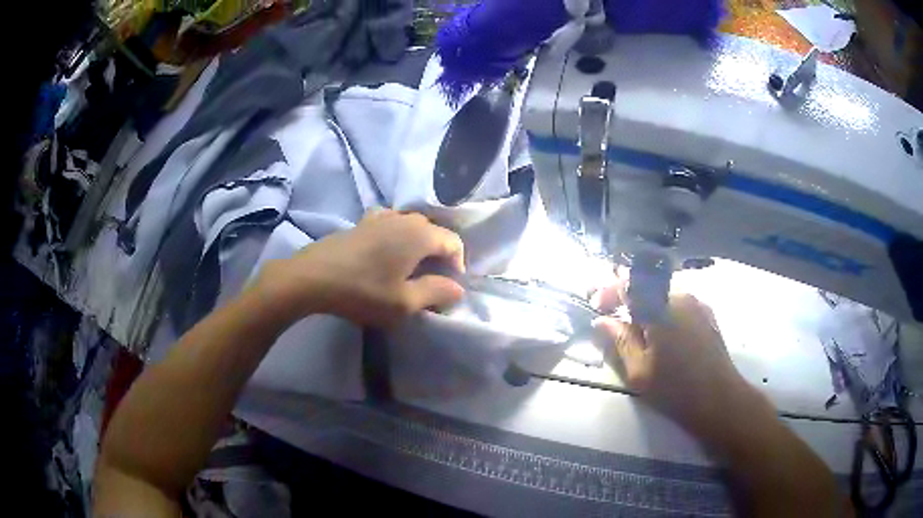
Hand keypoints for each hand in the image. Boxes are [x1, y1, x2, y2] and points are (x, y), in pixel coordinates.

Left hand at [256, 210, 465, 326]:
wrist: (313, 277)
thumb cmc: (363, 291)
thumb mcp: (404, 302)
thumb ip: (436, 293)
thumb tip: (458, 288)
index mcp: (420, 235)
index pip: (453, 242)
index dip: (458, 263)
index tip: (449, 287)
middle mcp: (404, 219)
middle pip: (433, 231)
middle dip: (439, 254)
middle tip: (431, 280)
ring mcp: (380, 217)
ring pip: (411, 225)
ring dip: (418, 244)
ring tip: (410, 266)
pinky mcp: (362, 222)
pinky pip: (390, 222)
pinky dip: (396, 234)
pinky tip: (386, 249)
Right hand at [591, 281, 754, 435]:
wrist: (719, 398)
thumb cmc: (674, 388)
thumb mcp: (638, 370)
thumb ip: (618, 341)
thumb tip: (601, 321)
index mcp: (659, 307)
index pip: (628, 283)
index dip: (609, 290)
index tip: (597, 306)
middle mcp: (679, 296)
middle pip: (646, 286)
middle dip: (627, 299)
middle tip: (614, 320)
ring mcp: (697, 303)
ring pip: (663, 295)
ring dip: (646, 307)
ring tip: (638, 332)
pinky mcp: (707, 314)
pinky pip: (678, 304)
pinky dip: (663, 312)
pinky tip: (662, 336)